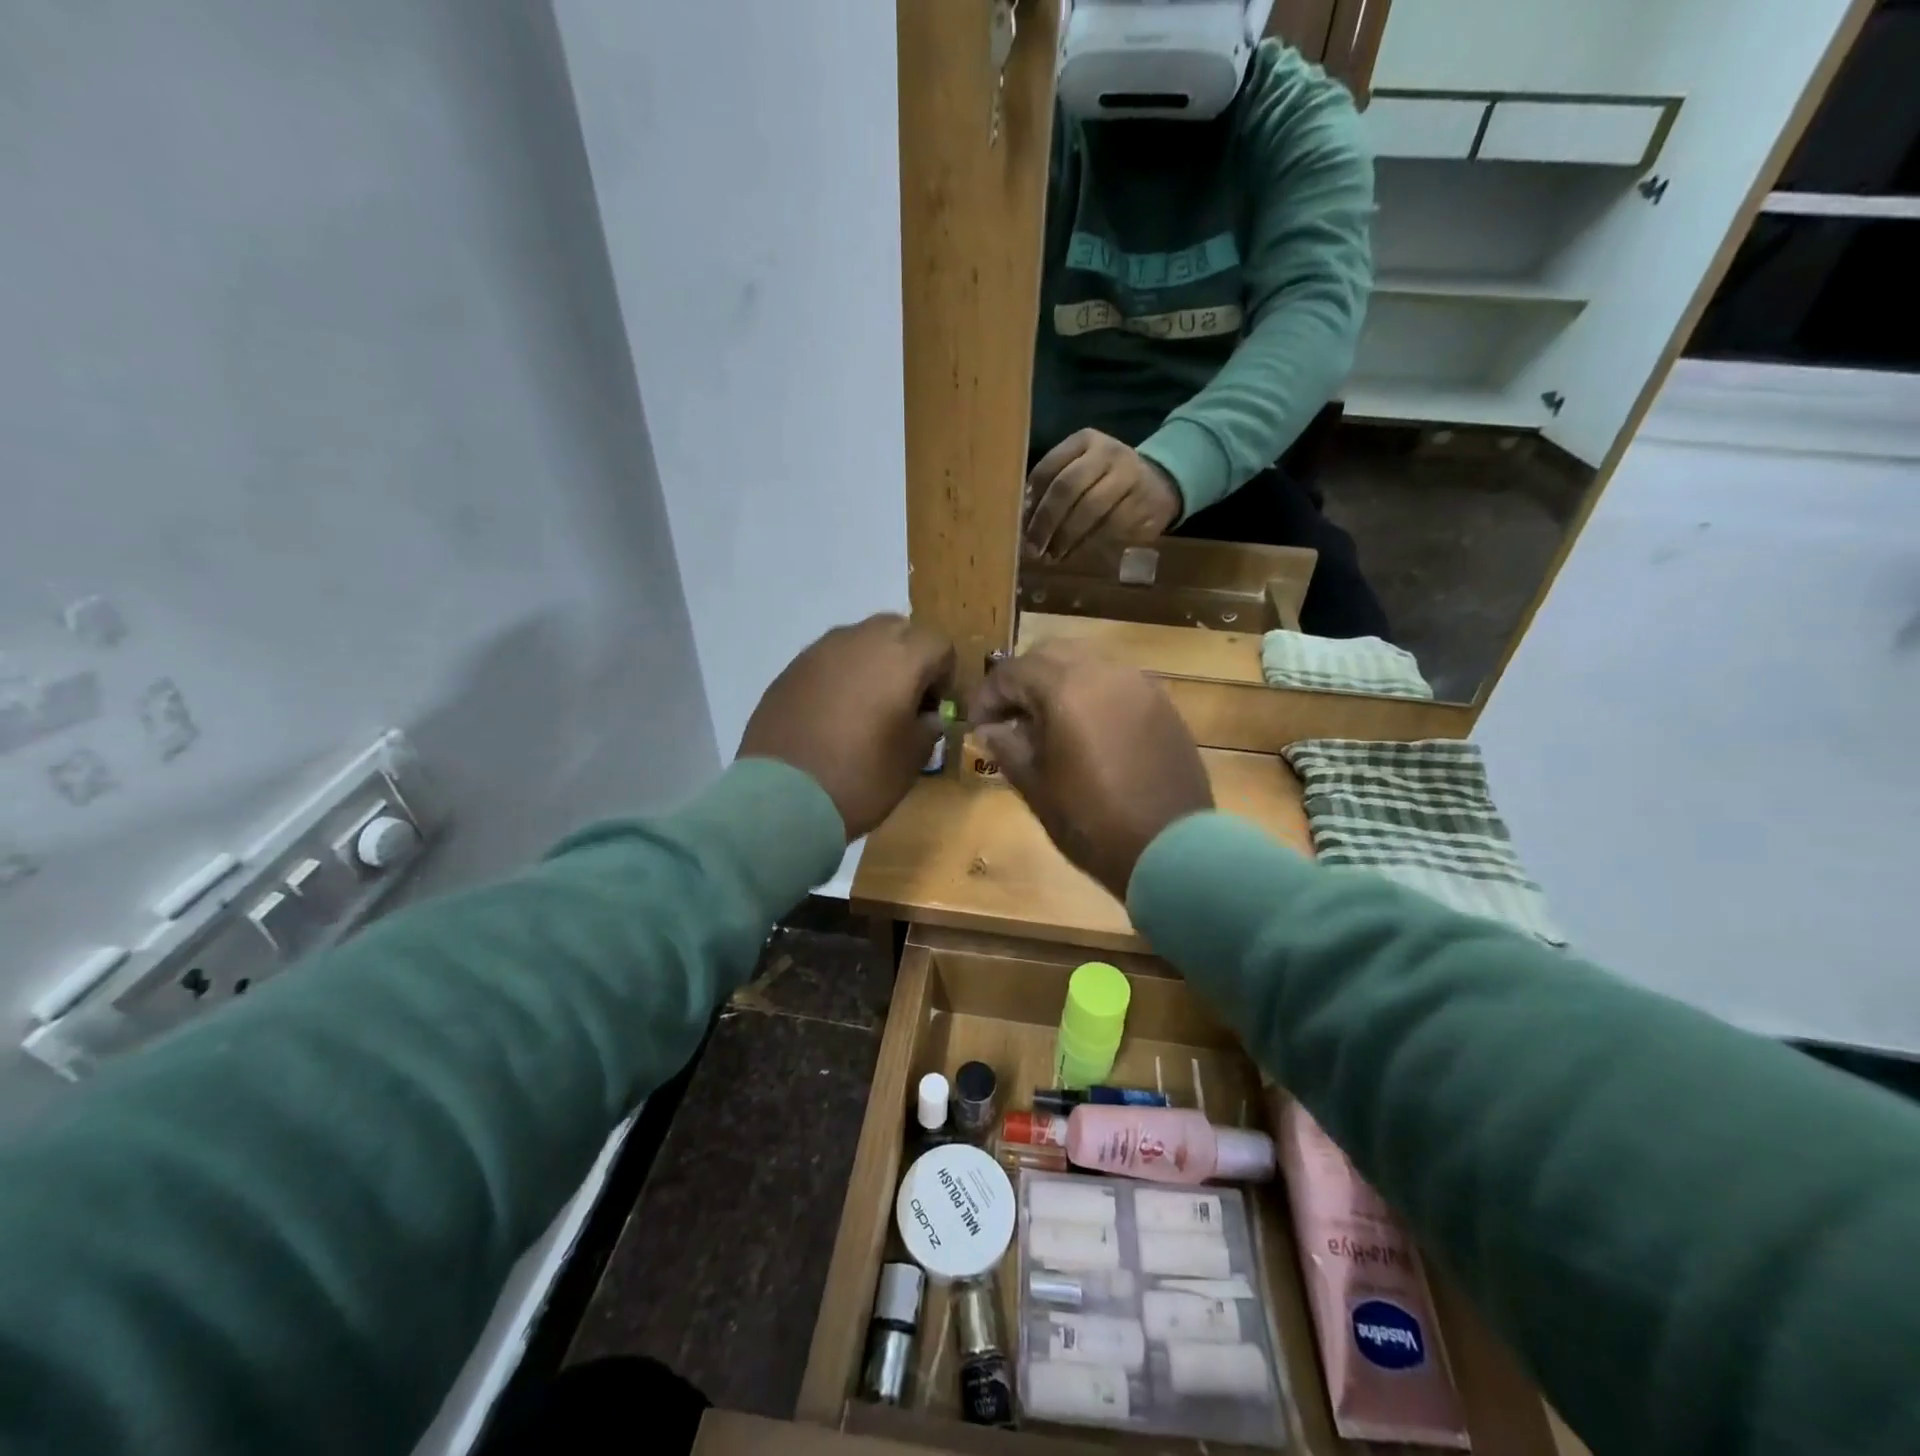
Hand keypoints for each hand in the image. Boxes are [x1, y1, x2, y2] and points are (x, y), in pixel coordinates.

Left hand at [739, 614, 954, 839]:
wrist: (781, 797)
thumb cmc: (861, 776)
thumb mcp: (912, 760)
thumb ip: (928, 728)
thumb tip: (927, 716)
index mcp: (901, 657)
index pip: (939, 644)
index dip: (945, 675)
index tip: (935, 709)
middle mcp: (861, 640)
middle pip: (899, 630)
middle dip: (909, 659)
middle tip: (904, 701)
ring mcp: (820, 651)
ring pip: (860, 640)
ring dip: (873, 664)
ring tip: (867, 707)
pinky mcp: (790, 669)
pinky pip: (829, 660)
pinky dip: (840, 677)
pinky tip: (833, 715)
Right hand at [965, 642, 1212, 899]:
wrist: (1170, 849)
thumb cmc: (1091, 821)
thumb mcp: (1037, 787)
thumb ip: (1008, 747)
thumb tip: (991, 729)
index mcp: (1066, 689)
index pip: (1012, 671)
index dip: (988, 696)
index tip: (978, 726)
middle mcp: (1103, 672)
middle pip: (1050, 654)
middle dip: (1023, 680)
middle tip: (1010, 716)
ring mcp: (1138, 684)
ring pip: (1086, 661)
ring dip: (1058, 681)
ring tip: (1047, 721)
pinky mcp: (1161, 702)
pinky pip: (1115, 680)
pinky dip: (1091, 691)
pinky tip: (1086, 728)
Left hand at [1025, 429, 1181, 561]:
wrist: (1160, 485)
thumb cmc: (1105, 481)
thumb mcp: (1080, 470)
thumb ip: (1052, 487)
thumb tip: (1023, 521)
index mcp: (1085, 441)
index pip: (1049, 468)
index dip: (1032, 500)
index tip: (1021, 526)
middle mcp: (1109, 453)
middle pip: (1068, 487)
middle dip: (1046, 521)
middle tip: (1033, 548)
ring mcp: (1130, 477)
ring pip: (1090, 510)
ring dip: (1066, 538)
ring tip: (1052, 556)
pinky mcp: (1144, 504)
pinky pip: (1110, 529)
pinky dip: (1088, 546)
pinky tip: (1075, 555)